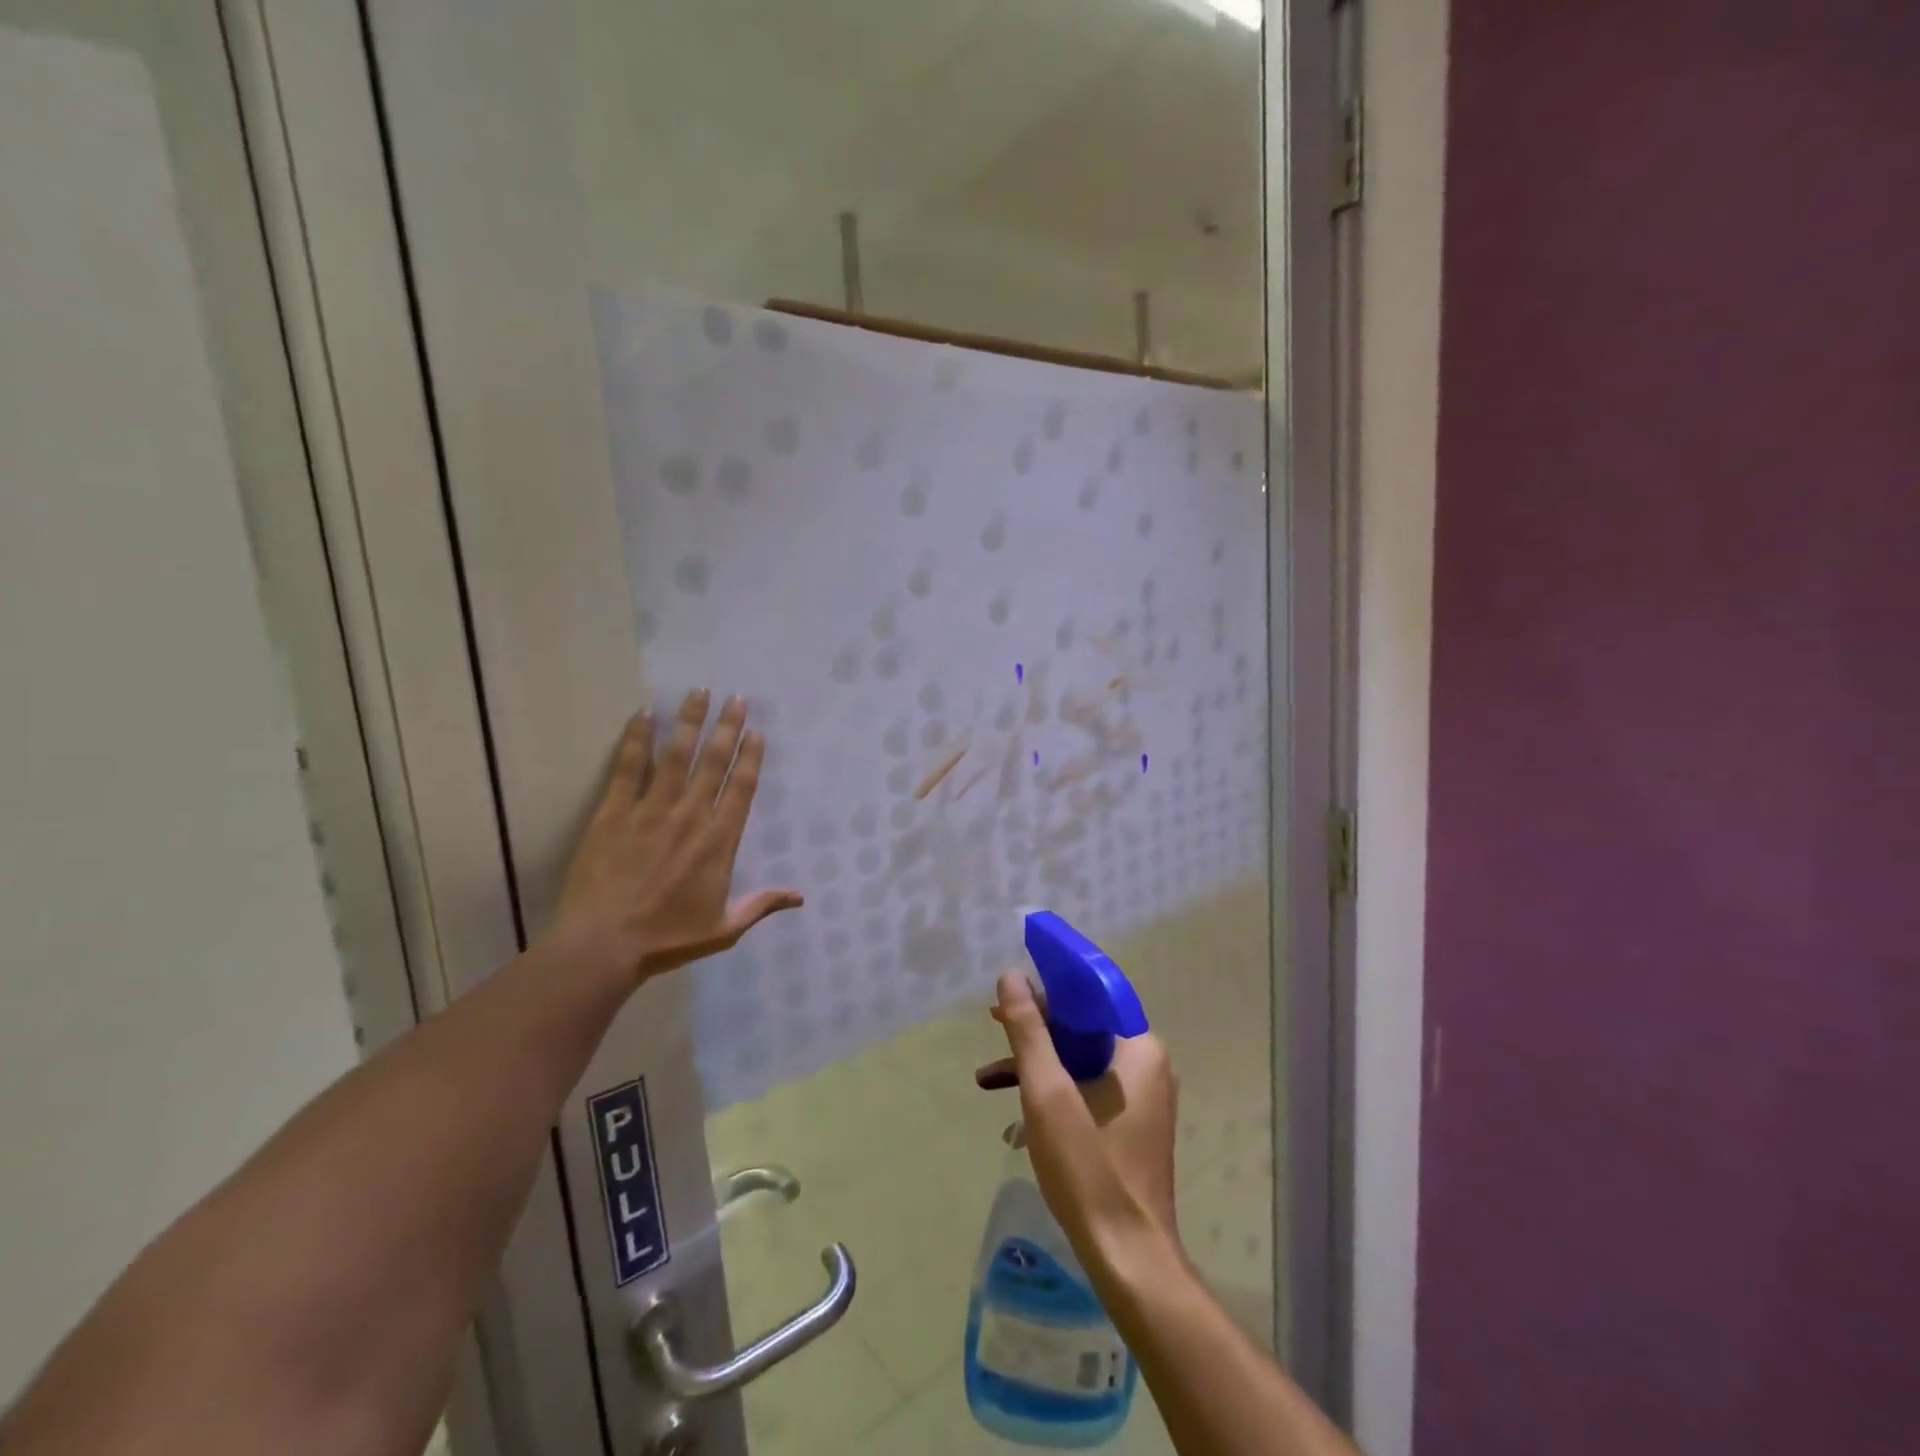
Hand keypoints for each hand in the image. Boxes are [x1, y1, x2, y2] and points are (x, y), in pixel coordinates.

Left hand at [553, 690, 801, 981]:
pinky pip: (628, 768)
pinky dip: (636, 739)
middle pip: (713, 762)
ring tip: (698, 693)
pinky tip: (644, 714)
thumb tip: (801, 896)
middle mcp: (689, 816)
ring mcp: (650, 811)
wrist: (604, 946)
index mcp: (719, 841)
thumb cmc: (668, 938)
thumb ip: (761, 904)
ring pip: (675, 756)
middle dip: (726, 727)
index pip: (740, 788)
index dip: (750, 756)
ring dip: (689, 722)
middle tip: (735, 698)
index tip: (756, 731)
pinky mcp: (613, 813)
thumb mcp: (724, 928)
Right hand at [976, 972, 1180, 1263]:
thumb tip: (1011, 976)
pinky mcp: (1129, 1126)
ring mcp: (1140, 1099)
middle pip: (1083, 1027)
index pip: (1092, 995)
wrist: (1128, 1259)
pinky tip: (1015, 1122)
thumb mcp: (1047, 1093)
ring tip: (987, 1078)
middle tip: (992, 1026)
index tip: (1012, 987)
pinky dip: (1052, 1095)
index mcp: (1138, 1049)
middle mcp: (1146, 1065)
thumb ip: (1029, 1031)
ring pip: (1080, 1061)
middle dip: (1035, 1028)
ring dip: (1036, 1066)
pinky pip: (1086, 1091)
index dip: (1050, 985)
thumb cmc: (1090, 1168)